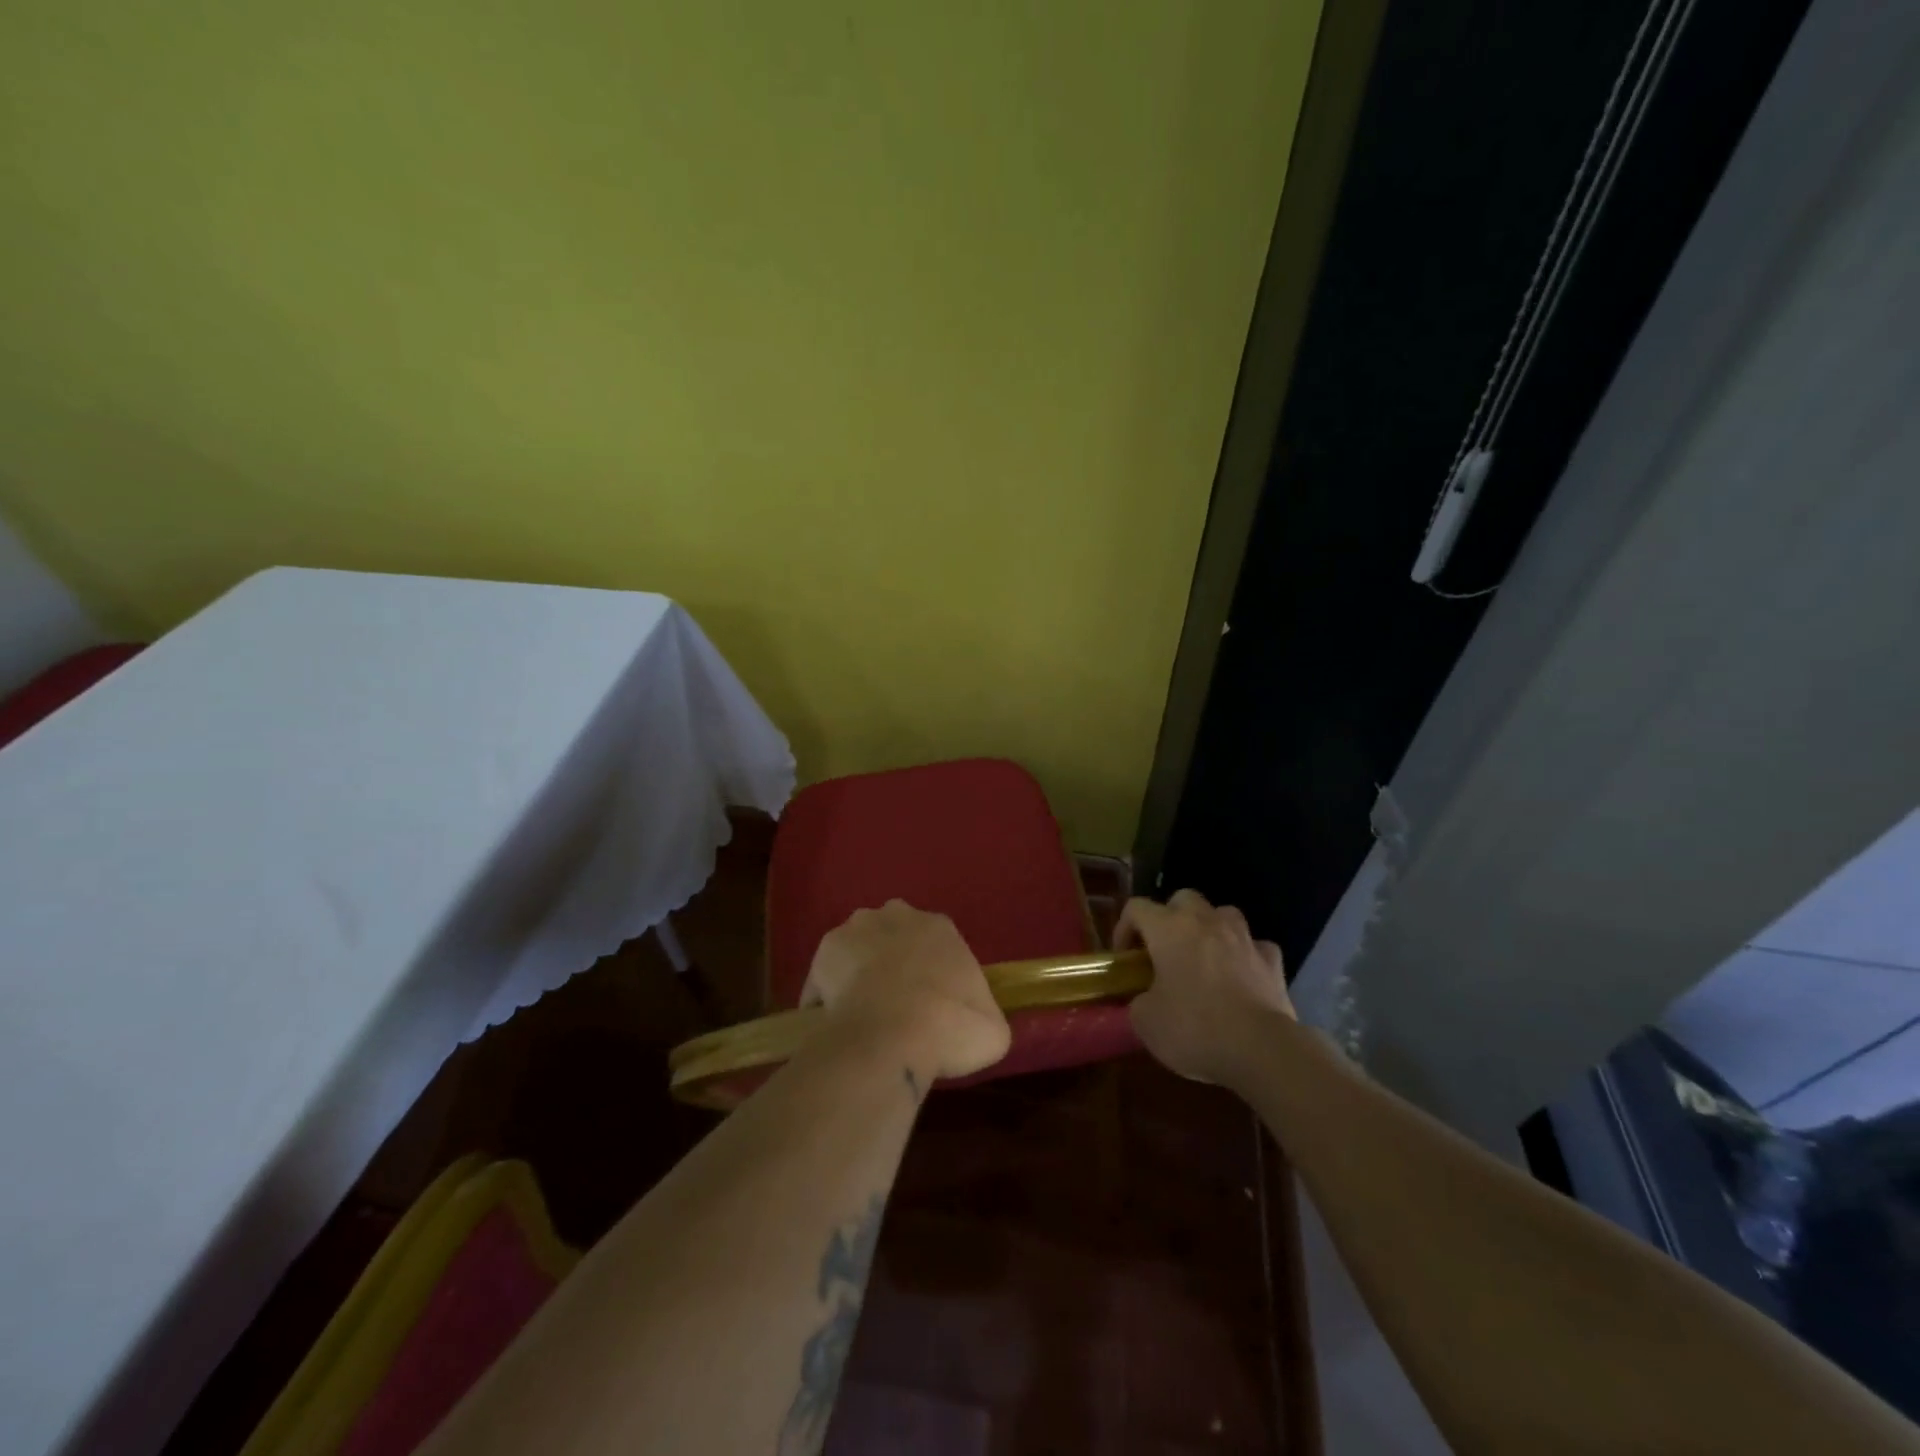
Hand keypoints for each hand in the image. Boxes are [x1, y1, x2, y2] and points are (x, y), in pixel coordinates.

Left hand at [803, 901, 1011, 1084]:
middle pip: (895, 936)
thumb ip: (982, 1015)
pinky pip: (827, 977)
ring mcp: (856, 929)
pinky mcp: (823, 953)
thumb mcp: (992, 1028)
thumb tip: (974, 1024)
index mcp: (941, 927)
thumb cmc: (951, 1027)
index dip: (934, 974)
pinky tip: (839, 1025)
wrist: (892, 1036)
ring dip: (861, 973)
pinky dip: (829, 997)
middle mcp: (897, 915)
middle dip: (894, 962)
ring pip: (859, 949)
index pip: (938, 944)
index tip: (933, 1004)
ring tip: (865, 1016)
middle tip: (897, 1006)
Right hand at [1117, 889, 1293, 1085]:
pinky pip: (1254, 946)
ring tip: (1204, 958)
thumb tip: (1146, 998)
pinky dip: (1244, 956)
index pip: (1136, 908)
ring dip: (1210, 929)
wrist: (1262, 1050)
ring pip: (1222, 914)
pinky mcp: (1273, 961)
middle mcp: (1206, 921)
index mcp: (1169, 929)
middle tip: (1164, 951)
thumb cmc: (1195, 1029)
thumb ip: (1139, 1000)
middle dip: (1170, 918)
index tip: (1125, 959)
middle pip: (1182, 899)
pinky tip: (1240, 978)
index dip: (1124, 928)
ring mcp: (1244, 938)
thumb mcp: (1145, 1021)